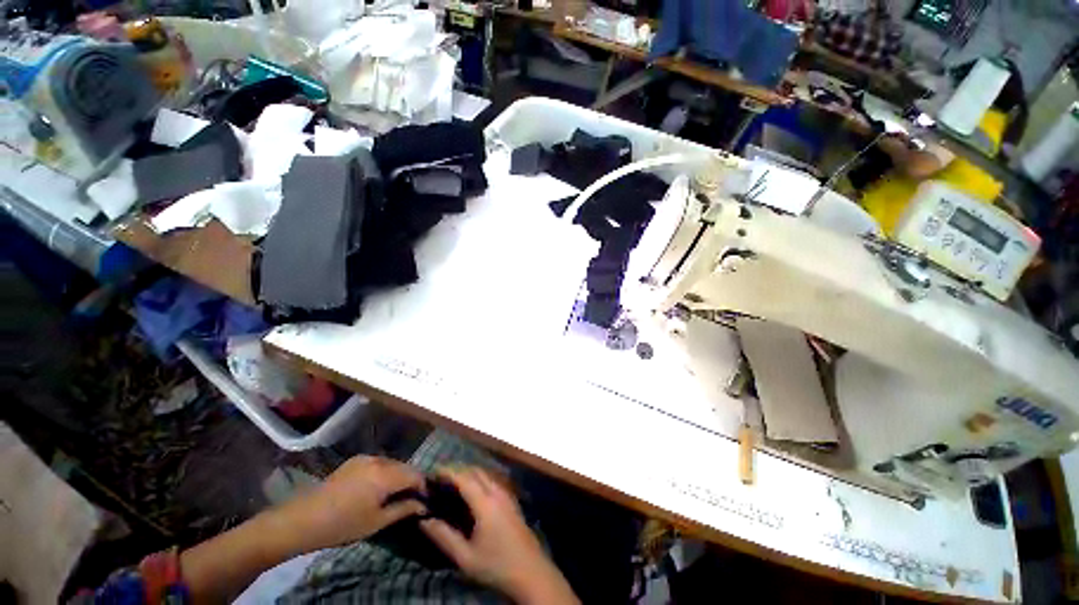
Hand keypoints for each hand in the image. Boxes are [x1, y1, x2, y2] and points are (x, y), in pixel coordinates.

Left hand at [270, 455, 426, 552]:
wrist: (301, 520)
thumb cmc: (342, 525)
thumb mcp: (376, 522)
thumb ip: (403, 510)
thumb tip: (424, 505)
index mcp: (386, 474)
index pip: (415, 475)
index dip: (424, 487)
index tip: (427, 500)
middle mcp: (379, 460)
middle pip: (405, 467)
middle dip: (412, 480)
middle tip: (414, 498)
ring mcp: (365, 458)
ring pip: (392, 464)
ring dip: (399, 476)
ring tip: (398, 493)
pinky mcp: (354, 461)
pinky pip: (379, 463)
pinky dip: (386, 472)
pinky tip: (379, 487)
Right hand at [420, 467, 578, 604]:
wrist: (531, 572)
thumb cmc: (496, 565)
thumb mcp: (465, 557)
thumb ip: (444, 537)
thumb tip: (424, 520)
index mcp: (485, 502)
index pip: (464, 478)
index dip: (448, 472)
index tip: (432, 472)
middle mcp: (497, 492)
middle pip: (476, 471)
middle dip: (458, 470)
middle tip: (440, 479)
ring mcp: (507, 495)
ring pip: (486, 475)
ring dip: (470, 474)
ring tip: (453, 484)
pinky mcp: (512, 501)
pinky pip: (493, 481)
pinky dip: (479, 480)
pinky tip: (472, 493)